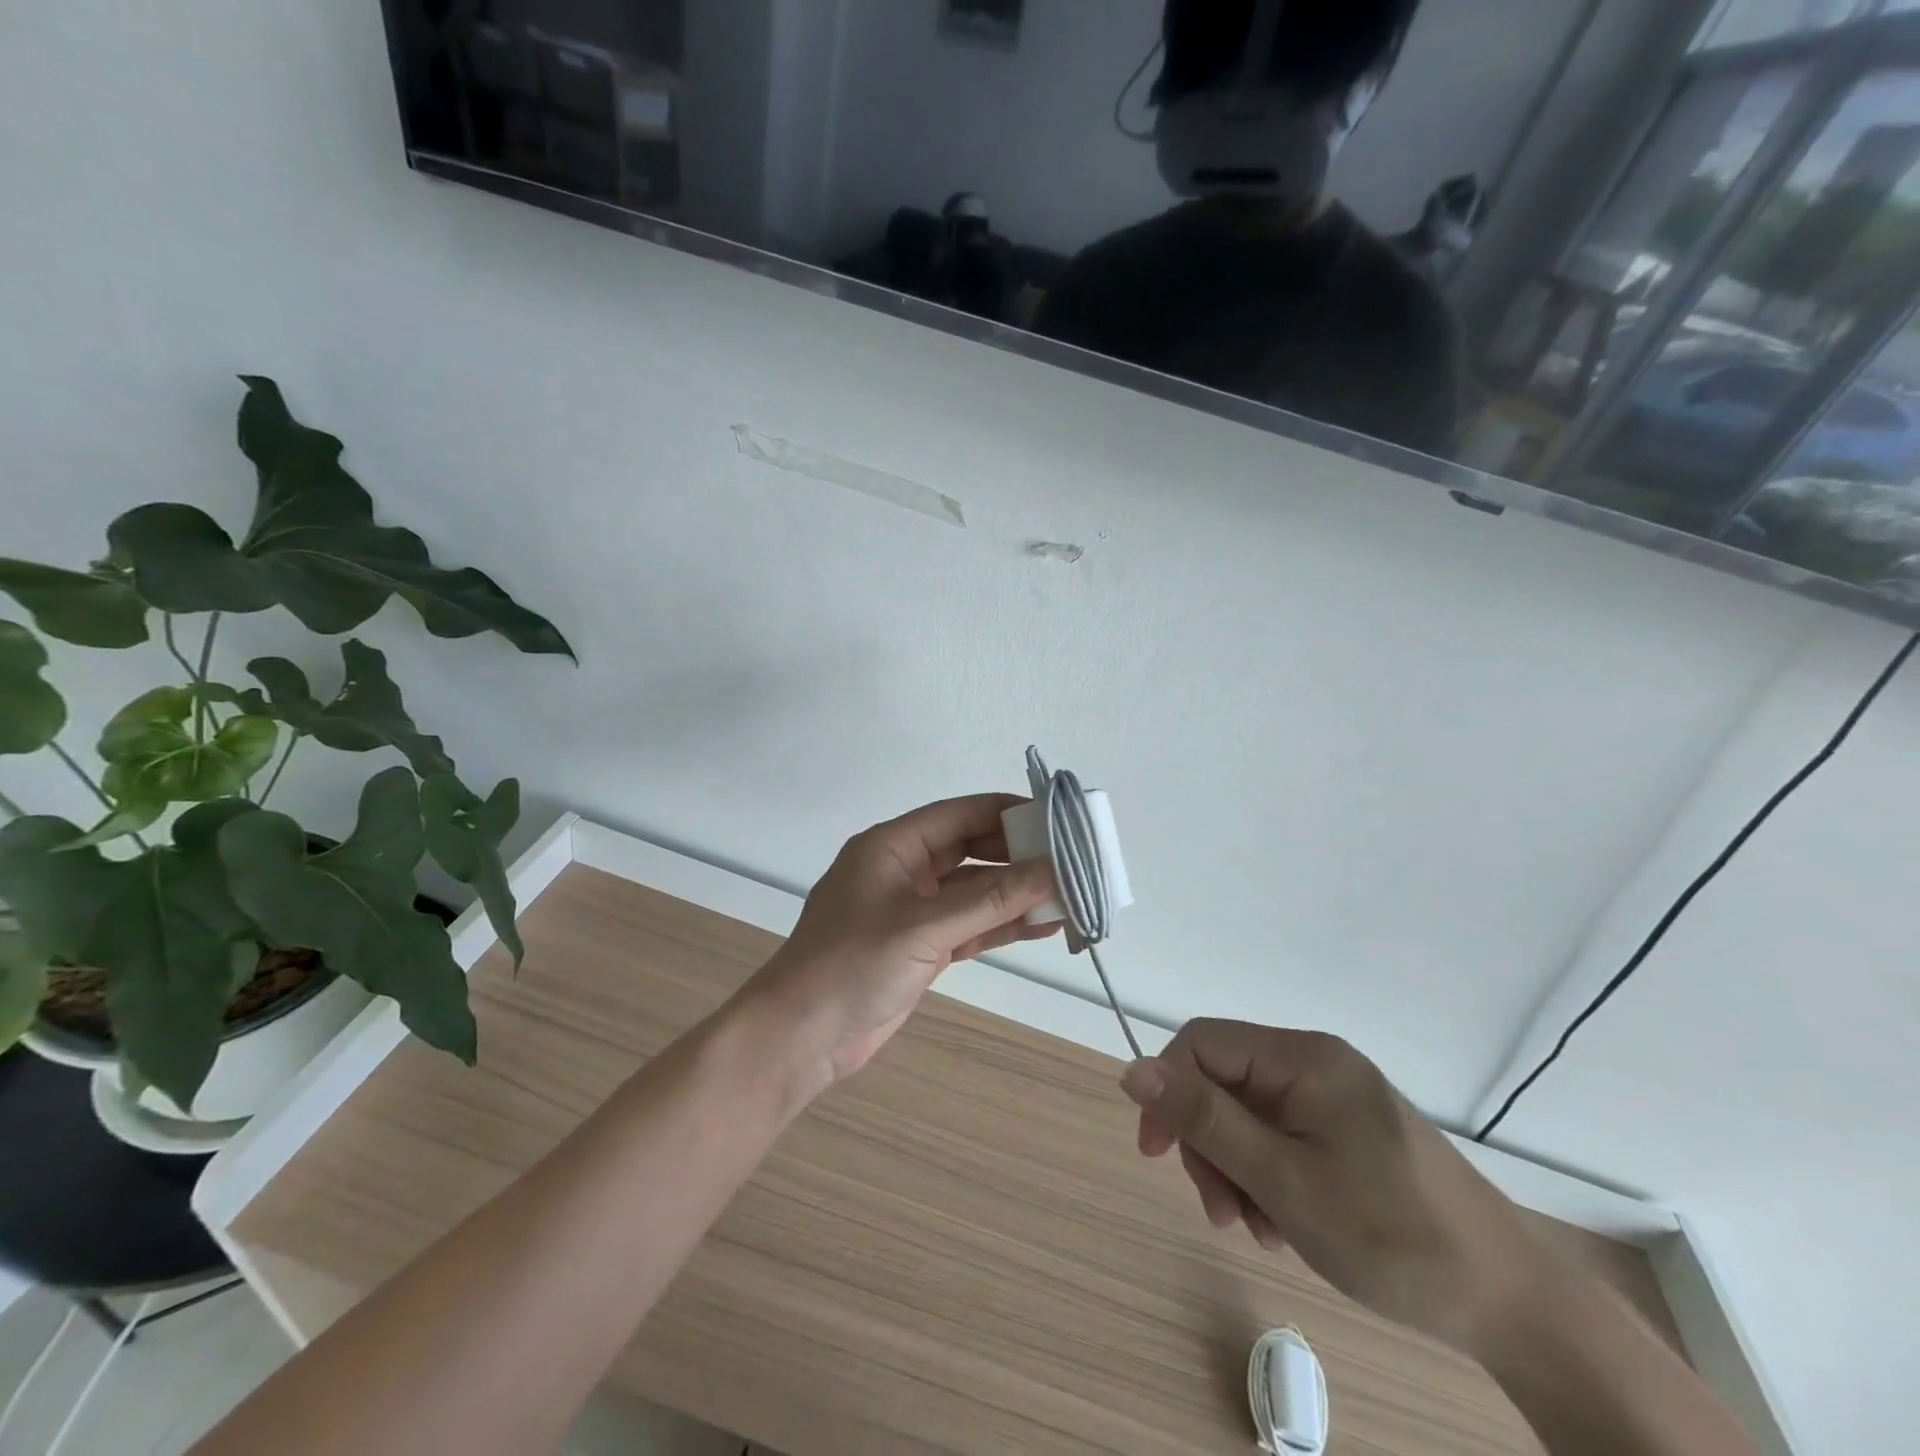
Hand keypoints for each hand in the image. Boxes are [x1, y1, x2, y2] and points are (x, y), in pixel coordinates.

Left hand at [742, 794, 1061, 1092]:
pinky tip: (1043, 927)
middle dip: (1019, 856)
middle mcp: (904, 870)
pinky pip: (970, 925)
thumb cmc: (852, 966)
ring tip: (1070, 897)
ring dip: (1017, 894)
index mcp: (893, 846)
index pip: (961, 814)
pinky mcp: (921, 947)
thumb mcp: (925, 927)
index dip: (1009, 813)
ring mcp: (913, 910)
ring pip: (975, 891)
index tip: (1058, 820)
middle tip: (1072, 863)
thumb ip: (991, 900)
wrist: (801, 1038)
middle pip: (972, 850)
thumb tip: (1053, 871)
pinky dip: (1002, 925)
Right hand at [1120, 1021, 1549, 1355]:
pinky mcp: (1348, 1131)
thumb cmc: (1392, 1237)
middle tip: (1223, 1212)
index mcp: (1303, 1057)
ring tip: (1258, 1229)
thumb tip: (1134, 1069)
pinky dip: (1267, 1178)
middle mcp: (1316, 1063)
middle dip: (1209, 1144)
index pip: (1202, 1043)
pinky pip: (1281, 1137)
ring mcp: (1335, 1097)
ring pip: (1247, 1115)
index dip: (1168, 1090)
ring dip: (1236, 1170)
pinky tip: (1282, 1225)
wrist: (1515, 1304)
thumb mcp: (1284, 1181)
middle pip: (1223, 1082)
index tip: (1157, 1155)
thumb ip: (1206, 1120)